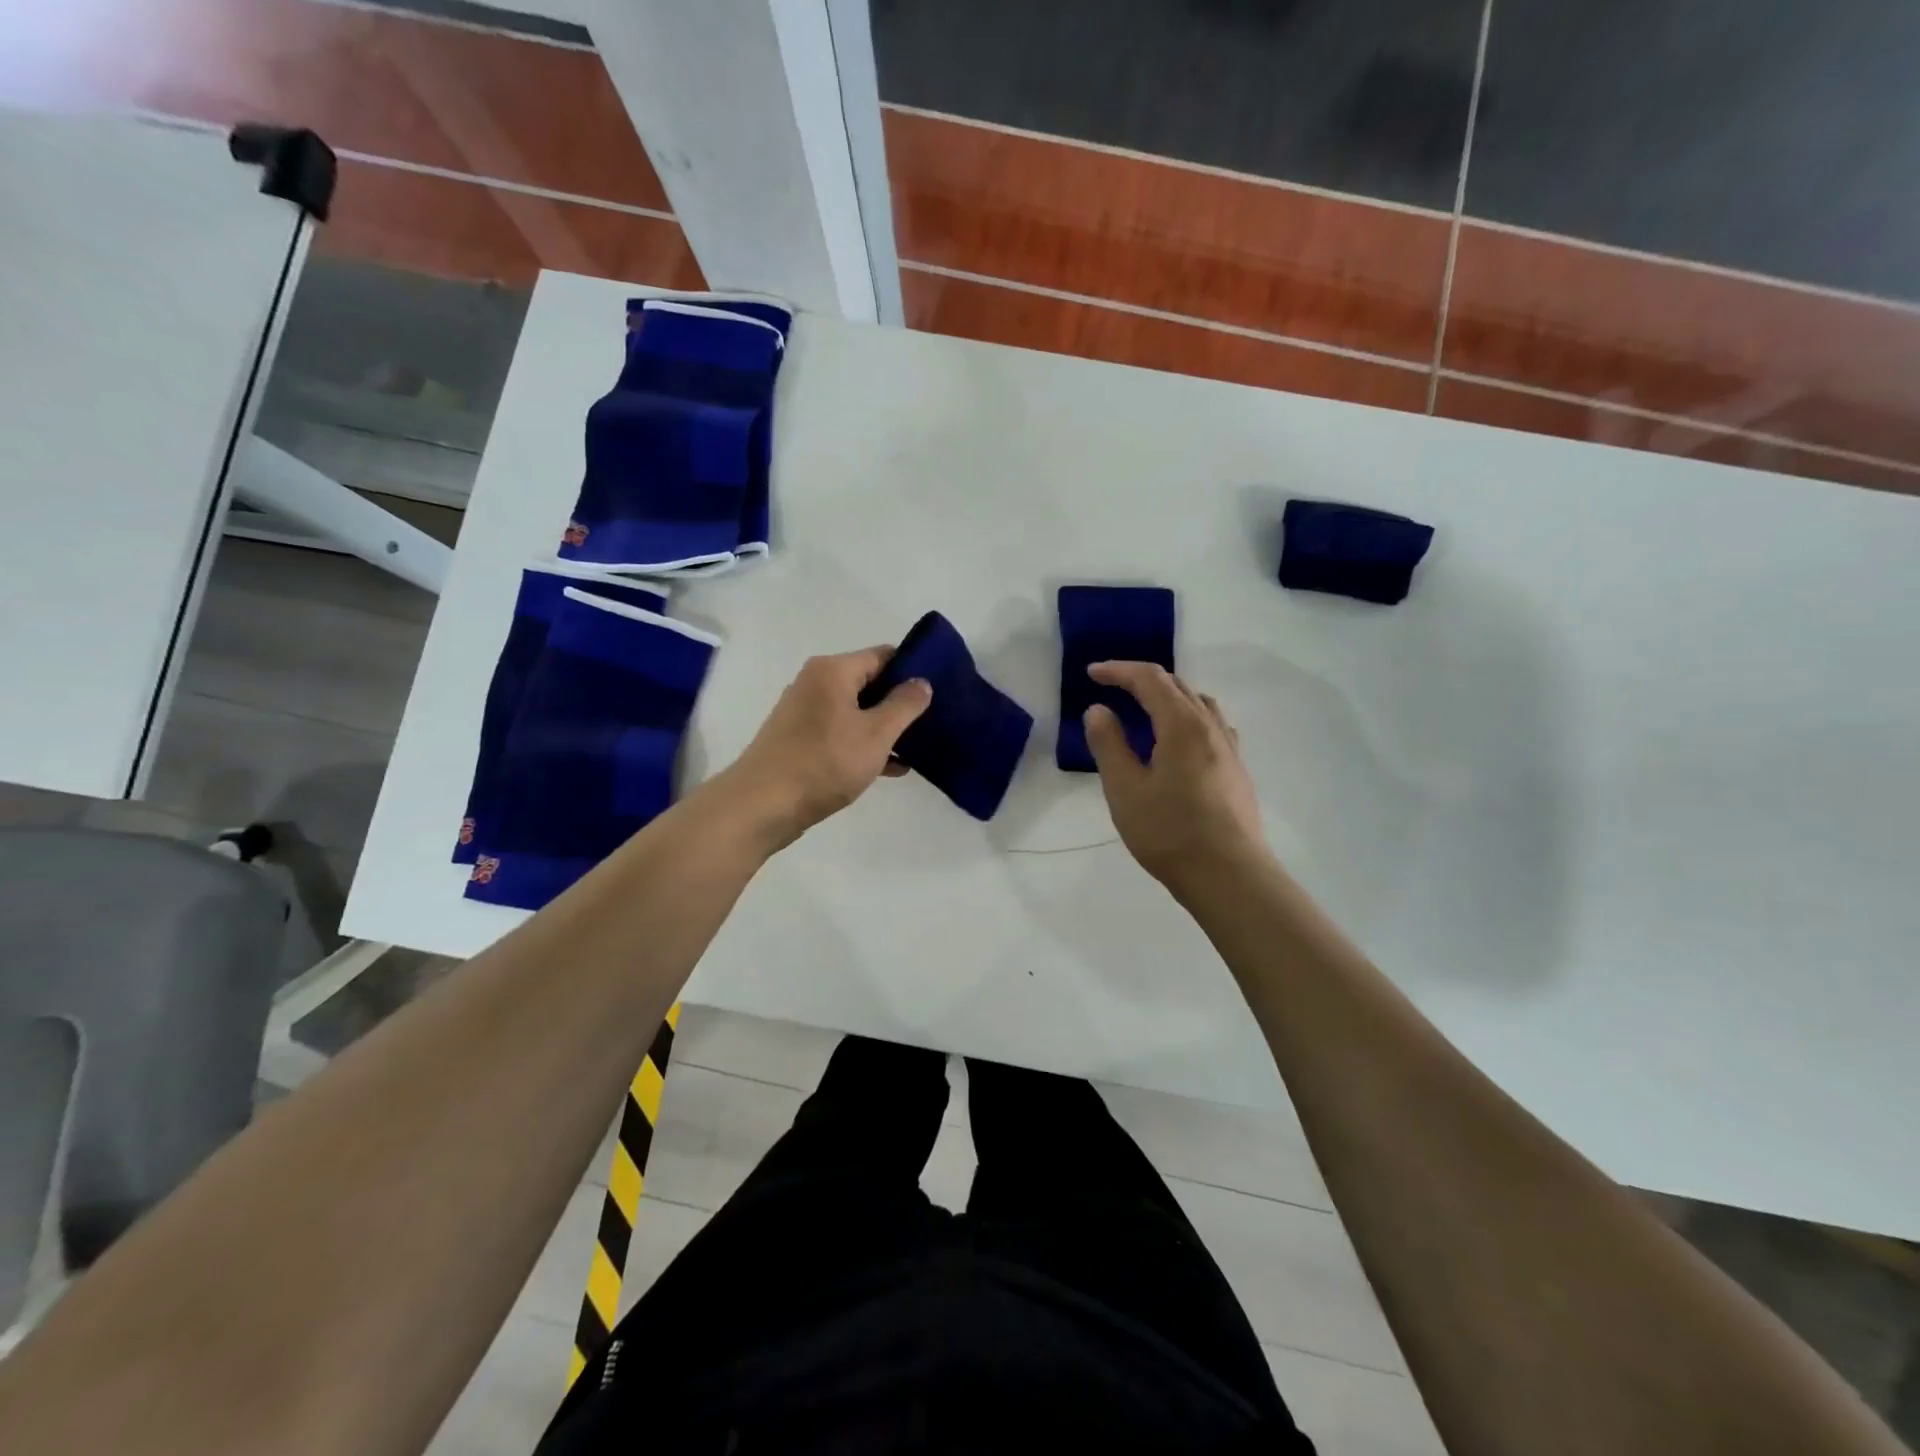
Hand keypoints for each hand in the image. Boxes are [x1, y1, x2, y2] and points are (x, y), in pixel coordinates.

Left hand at [719, 645, 932, 849]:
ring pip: (856, 710)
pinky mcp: (798, 739)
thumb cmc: (824, 763)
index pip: (883, 655)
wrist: (762, 805)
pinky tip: (890, 768)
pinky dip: (863, 743)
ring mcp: (803, 711)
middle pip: (869, 681)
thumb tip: (922, 682)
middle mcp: (815, 682)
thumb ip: (904, 705)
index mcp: (833, 670)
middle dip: (899, 702)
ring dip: (884, 727)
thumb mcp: (876, 734)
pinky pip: (840, 731)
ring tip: (917, 748)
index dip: (912, 670)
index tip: (938, 692)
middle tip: (932, 722)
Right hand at [1083, 662, 1269, 897]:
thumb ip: (1109, 744)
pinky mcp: (1237, 770)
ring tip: (1145, 709)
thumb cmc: (1169, 832)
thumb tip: (1099, 710)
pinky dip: (1189, 716)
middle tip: (1112, 687)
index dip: (1118, 671)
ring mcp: (1229, 748)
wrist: (1229, 876)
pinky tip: (1182, 740)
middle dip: (1142, 679)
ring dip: (1168, 696)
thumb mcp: (1124, 789)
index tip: (1091, 673)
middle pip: (1177, 685)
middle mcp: (1210, 727)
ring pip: (1199, 703)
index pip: (1149, 679)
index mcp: (1181, 725)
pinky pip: (1213, 725)